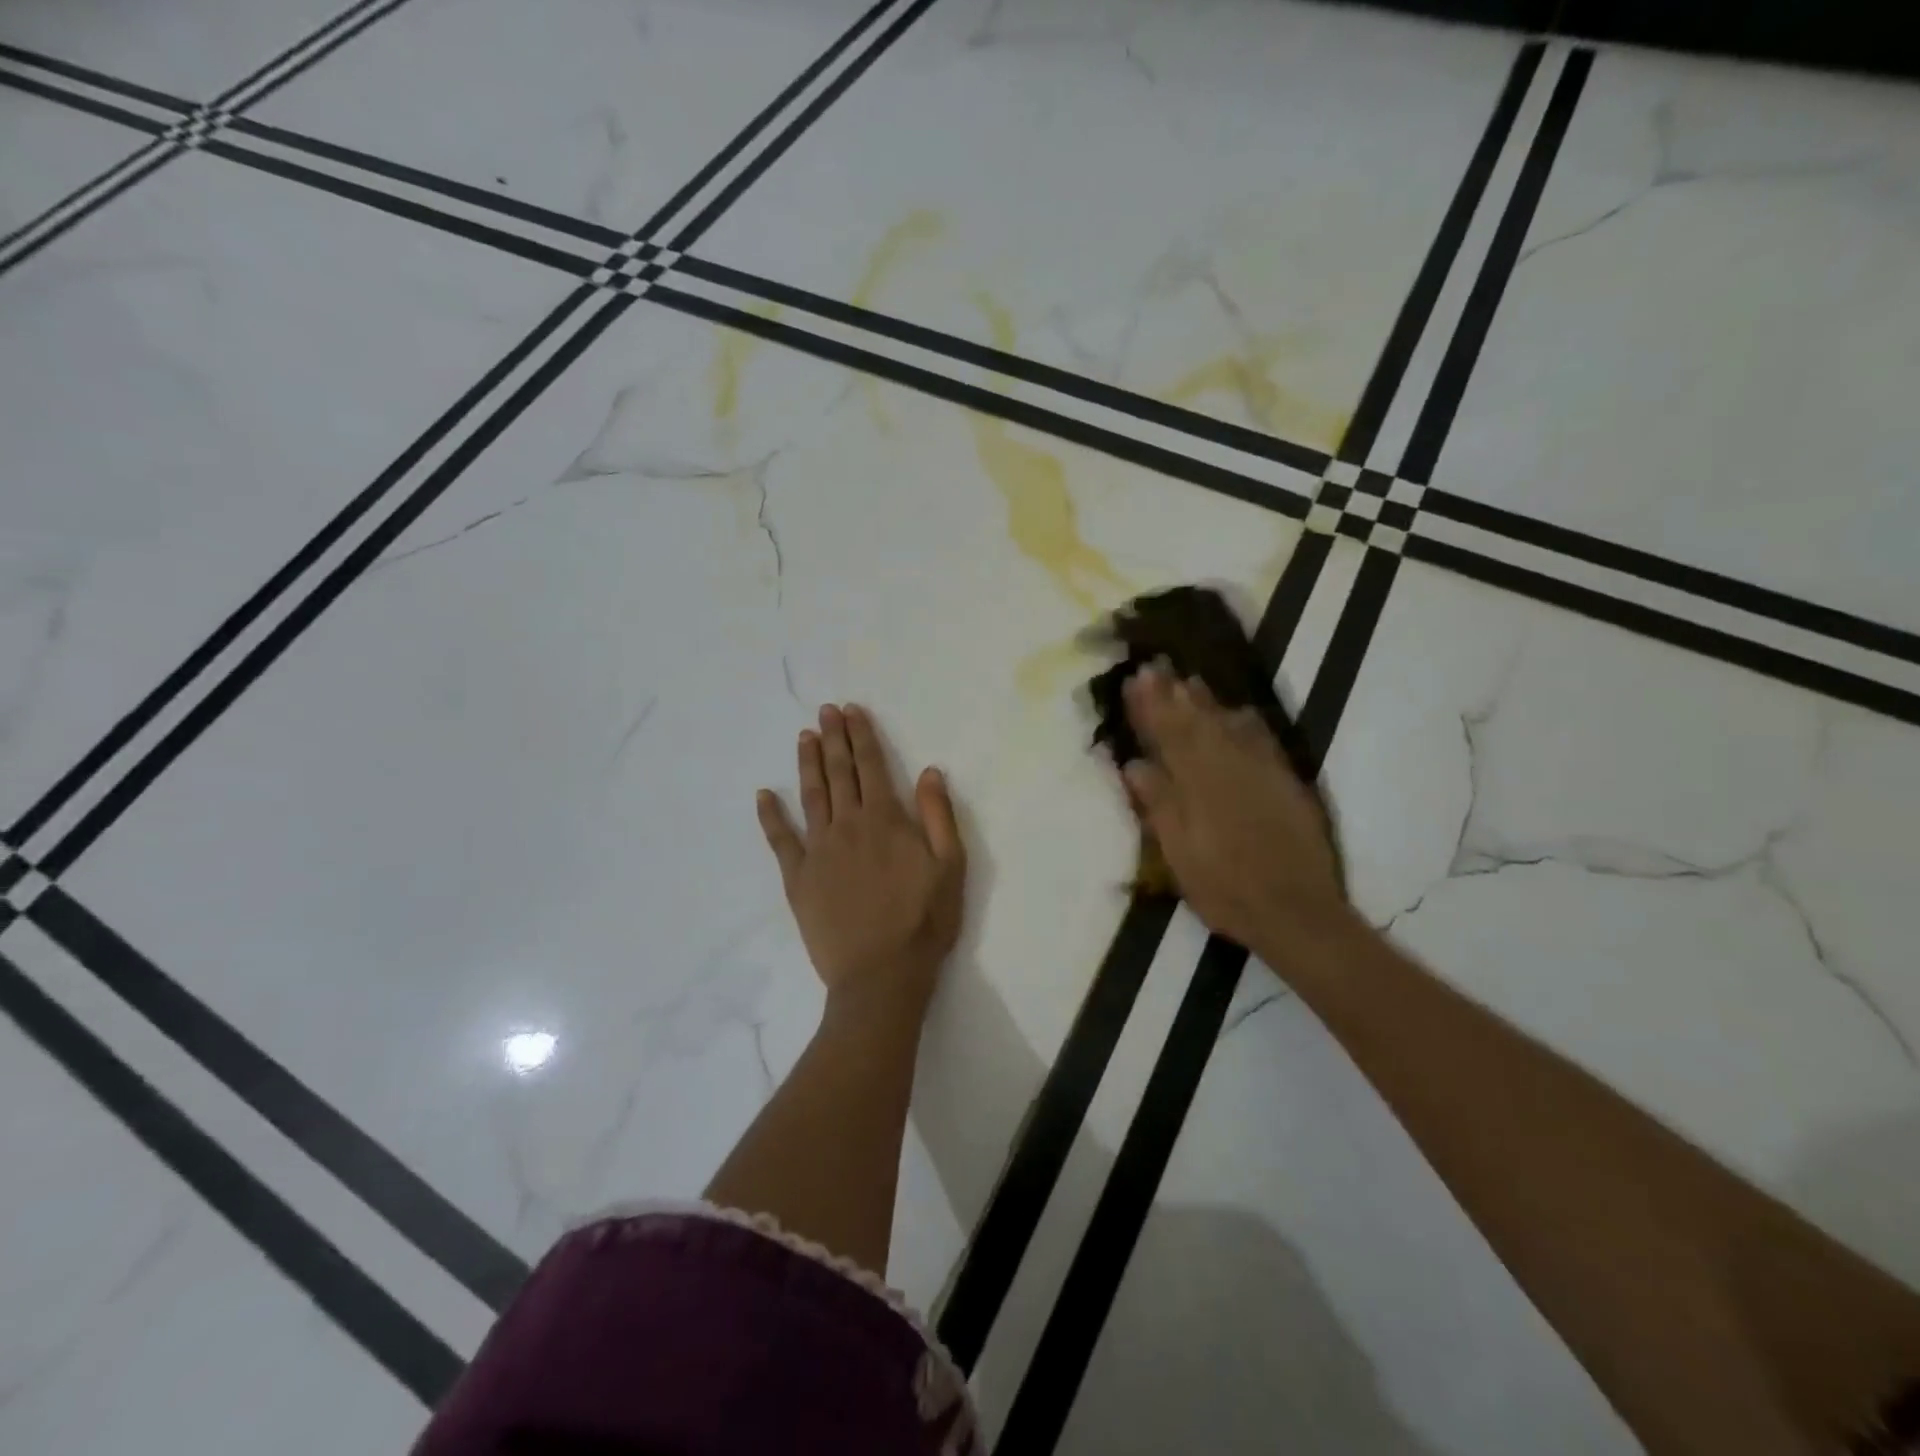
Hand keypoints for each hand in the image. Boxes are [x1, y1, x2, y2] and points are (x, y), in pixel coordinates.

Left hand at [757, 704, 966, 1026]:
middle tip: (825, 711)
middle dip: (834, 738)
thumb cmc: (924, 921)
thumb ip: (939, 815)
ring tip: (804, 737)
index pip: (872, 766)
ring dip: (808, 764)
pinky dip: (770, 816)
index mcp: (886, 820)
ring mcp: (819, 850)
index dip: (862, 736)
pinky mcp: (798, 878)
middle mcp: (848, 825)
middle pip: (840, 772)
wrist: (881, 974)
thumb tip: (929, 771)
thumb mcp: (951, 867)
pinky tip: (763, 794)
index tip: (851, 712)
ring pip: (811, 796)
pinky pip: (780, 840)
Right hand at [1121, 664, 1344, 953]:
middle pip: (1196, 722)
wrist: (1296, 911)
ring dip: (1207, 701)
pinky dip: (1247, 722)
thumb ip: (1159, 806)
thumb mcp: (1180, 854)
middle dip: (1173, 694)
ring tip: (1189, 680)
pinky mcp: (1286, 782)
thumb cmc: (1226, 888)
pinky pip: (1263, 740)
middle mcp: (1228, 768)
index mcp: (1196, 785)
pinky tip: (1239, 712)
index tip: (1135, 679)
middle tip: (1157, 666)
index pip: (1167, 735)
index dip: (1149, 707)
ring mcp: (1261, 772)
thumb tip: (1134, 764)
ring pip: (1229, 725)